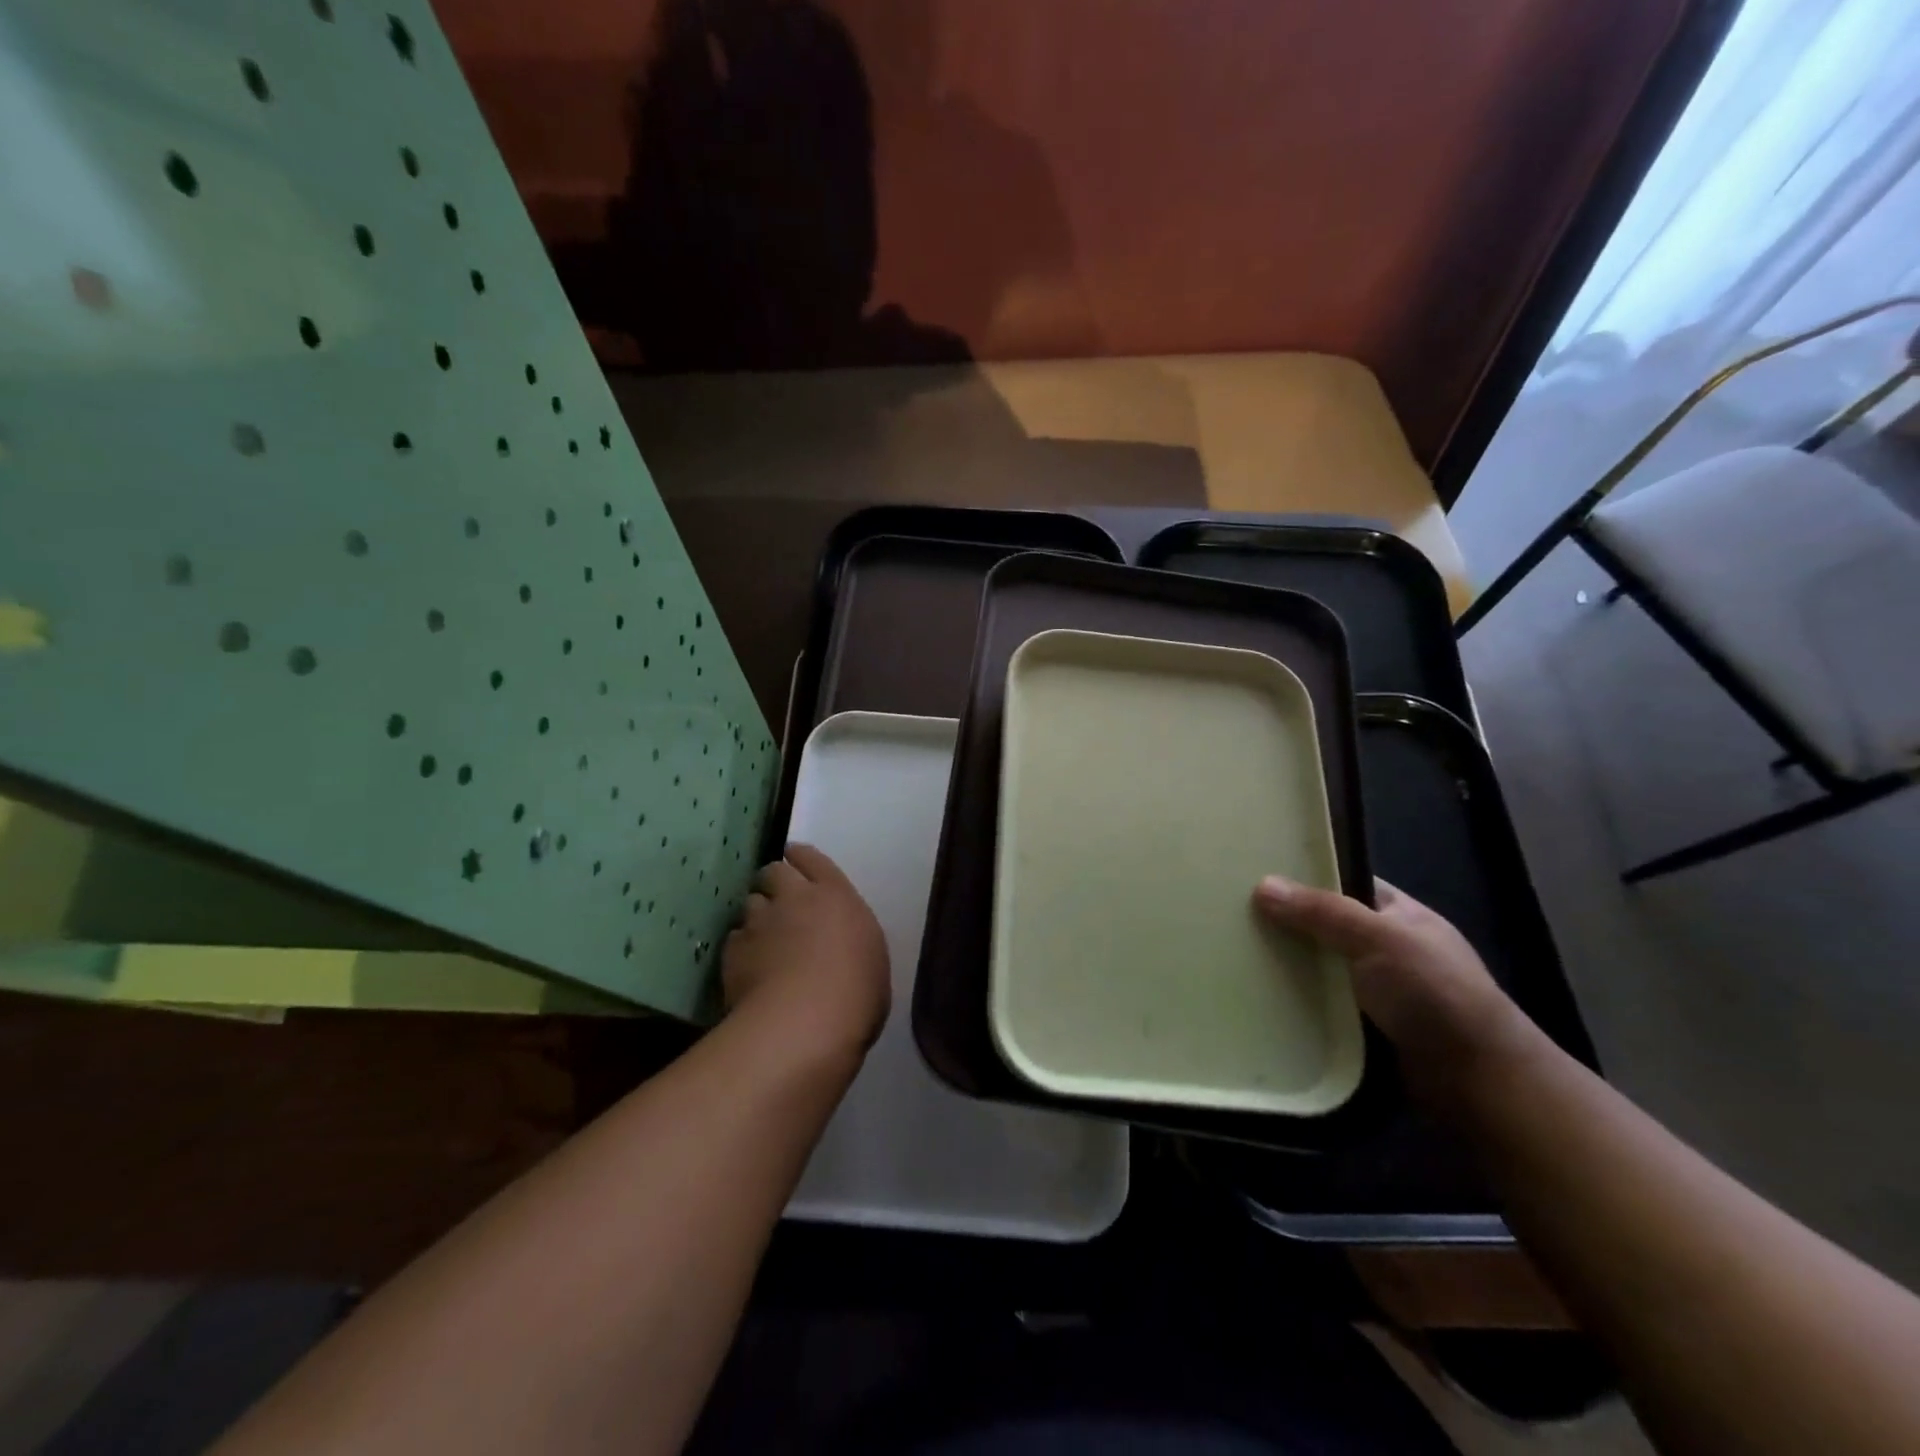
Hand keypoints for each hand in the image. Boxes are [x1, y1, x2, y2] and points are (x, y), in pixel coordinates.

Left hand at [722, 844, 889, 1062]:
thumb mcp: (872, 961)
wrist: (803, 1025)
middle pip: (774, 872)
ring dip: (757, 915)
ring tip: (763, 937)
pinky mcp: (734, 951)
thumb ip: (852, 942)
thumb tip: (841, 948)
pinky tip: (748, 967)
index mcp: (836, 895)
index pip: (812, 859)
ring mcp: (760, 923)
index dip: (802, 859)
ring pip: (750, 903)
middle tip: (780, 901)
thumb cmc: (856, 996)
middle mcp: (795, 898)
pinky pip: (735, 939)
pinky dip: (741, 948)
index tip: (797, 863)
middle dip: (774, 882)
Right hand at [1253, 875, 1532, 1101]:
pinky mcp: (1364, 1027)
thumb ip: (1322, 911)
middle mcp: (1388, 948)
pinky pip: (1320, 1005)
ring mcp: (1377, 990)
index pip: (1346, 883)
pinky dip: (1296, 1002)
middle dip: (1287, 923)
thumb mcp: (1379, 938)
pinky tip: (1260, 996)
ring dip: (1287, 967)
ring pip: (1320, 968)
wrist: (1478, 1082)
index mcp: (1400, 915)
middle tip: (1235, 915)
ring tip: (1234, 954)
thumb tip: (1262, 885)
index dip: (1307, 876)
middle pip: (1326, 926)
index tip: (1258, 874)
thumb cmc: (1435, 994)